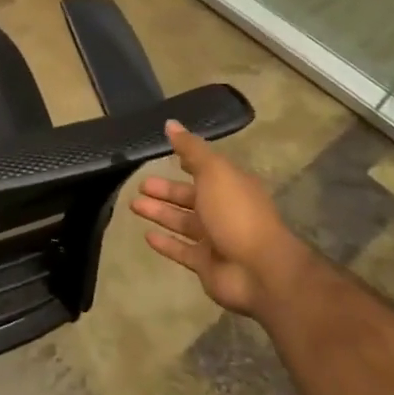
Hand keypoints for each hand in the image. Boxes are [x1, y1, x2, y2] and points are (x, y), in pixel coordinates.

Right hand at [129, 120, 310, 315]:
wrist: (259, 271)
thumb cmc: (236, 213)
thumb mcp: (214, 172)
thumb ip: (191, 149)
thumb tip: (171, 123)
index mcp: (231, 186)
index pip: (206, 170)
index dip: (188, 162)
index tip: (166, 155)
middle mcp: (224, 210)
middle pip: (189, 197)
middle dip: (165, 190)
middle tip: (140, 185)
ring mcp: (216, 240)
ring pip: (182, 222)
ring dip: (159, 213)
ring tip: (134, 205)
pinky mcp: (206, 264)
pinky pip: (181, 251)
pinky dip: (165, 243)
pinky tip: (146, 236)